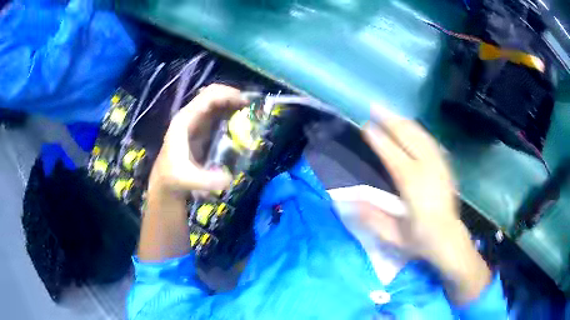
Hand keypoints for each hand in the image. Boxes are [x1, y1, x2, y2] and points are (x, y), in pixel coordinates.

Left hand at [148, 84, 247, 196]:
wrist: (165, 183)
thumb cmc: (173, 178)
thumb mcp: (187, 179)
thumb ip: (206, 180)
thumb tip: (229, 178)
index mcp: (185, 120)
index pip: (208, 96)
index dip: (227, 94)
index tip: (247, 103)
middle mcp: (191, 116)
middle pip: (214, 95)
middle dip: (233, 97)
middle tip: (253, 108)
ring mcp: (196, 122)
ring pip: (217, 104)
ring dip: (233, 105)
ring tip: (251, 114)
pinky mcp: (202, 130)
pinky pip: (218, 116)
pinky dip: (231, 115)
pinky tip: (242, 124)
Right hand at [361, 106, 490, 304]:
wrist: (448, 239)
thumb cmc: (419, 239)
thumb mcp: (393, 236)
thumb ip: (373, 218)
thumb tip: (353, 199)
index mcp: (413, 186)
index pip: (393, 155)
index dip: (379, 139)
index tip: (366, 127)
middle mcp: (427, 170)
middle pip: (409, 137)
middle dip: (391, 120)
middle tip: (375, 108)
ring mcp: (438, 166)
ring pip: (421, 136)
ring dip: (404, 122)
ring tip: (390, 113)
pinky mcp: (445, 167)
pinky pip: (431, 142)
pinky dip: (419, 131)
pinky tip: (412, 128)